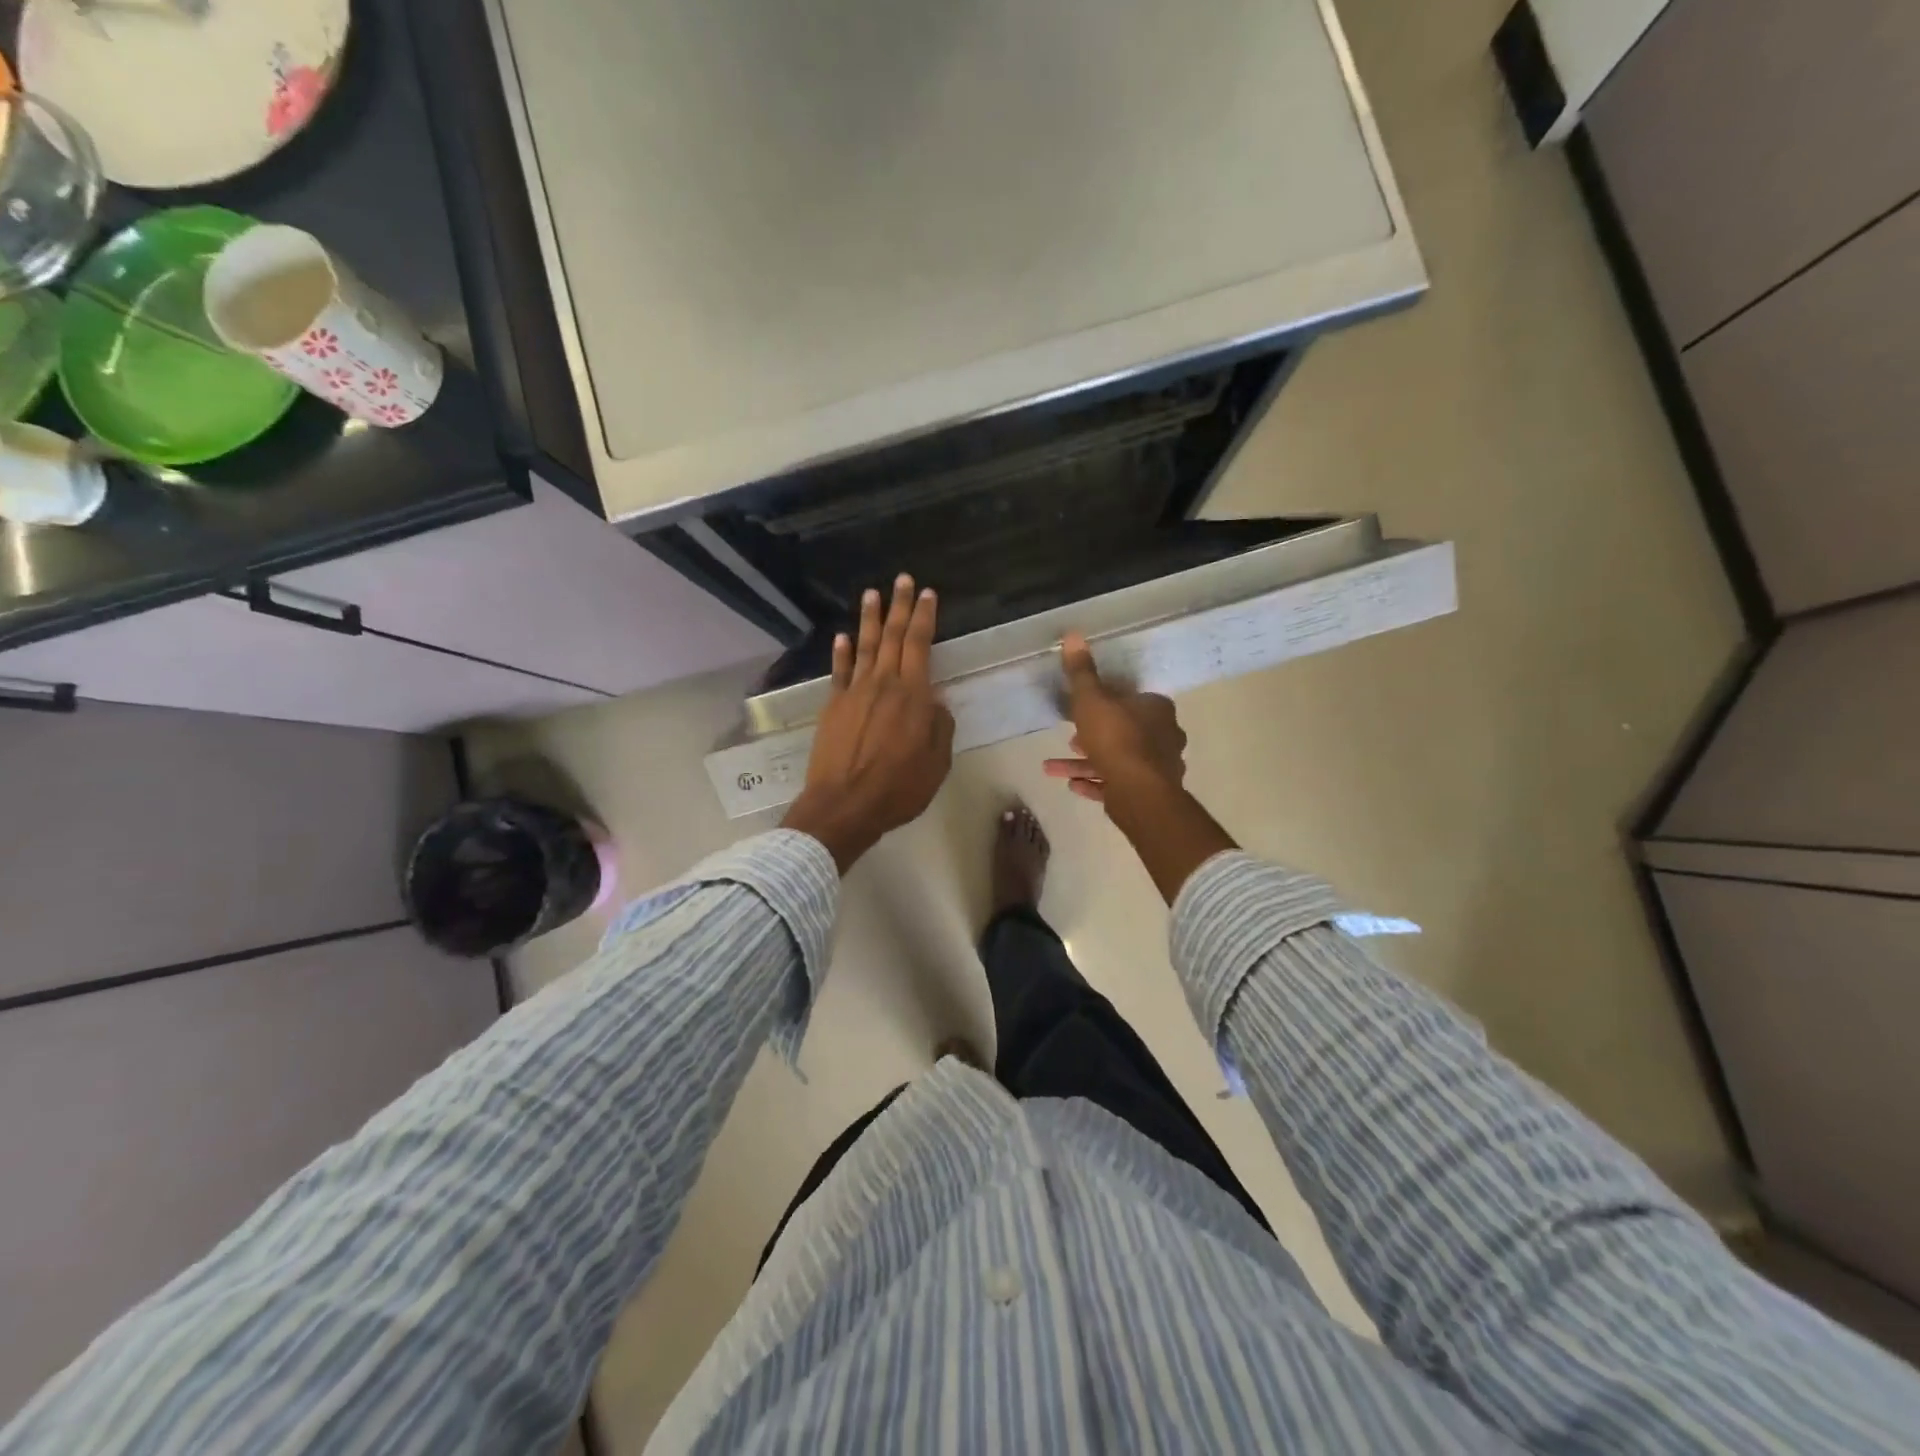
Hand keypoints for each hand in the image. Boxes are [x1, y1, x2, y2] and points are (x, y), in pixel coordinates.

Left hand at [782, 574, 954, 871]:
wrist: (845, 805)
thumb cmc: (899, 788)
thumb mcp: (937, 762)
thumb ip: (939, 727)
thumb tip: (935, 702)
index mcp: (913, 695)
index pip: (920, 645)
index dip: (924, 617)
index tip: (928, 593)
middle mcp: (883, 684)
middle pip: (894, 637)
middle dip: (900, 606)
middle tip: (903, 580)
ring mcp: (854, 693)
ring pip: (865, 646)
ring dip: (870, 619)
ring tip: (872, 594)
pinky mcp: (833, 706)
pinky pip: (839, 671)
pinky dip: (842, 652)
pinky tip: (843, 636)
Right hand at [1042, 632, 1187, 803]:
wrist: (1138, 791)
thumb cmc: (1116, 738)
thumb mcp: (1091, 699)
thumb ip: (1082, 672)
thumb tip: (1073, 634)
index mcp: (1156, 708)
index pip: (1130, 698)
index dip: (1104, 703)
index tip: (1081, 710)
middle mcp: (1163, 735)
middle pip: (1123, 730)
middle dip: (1093, 735)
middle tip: (1069, 739)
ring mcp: (1157, 766)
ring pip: (1116, 760)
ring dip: (1085, 763)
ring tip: (1053, 768)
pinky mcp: (1147, 792)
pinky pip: (1116, 784)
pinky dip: (1095, 783)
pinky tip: (1073, 786)